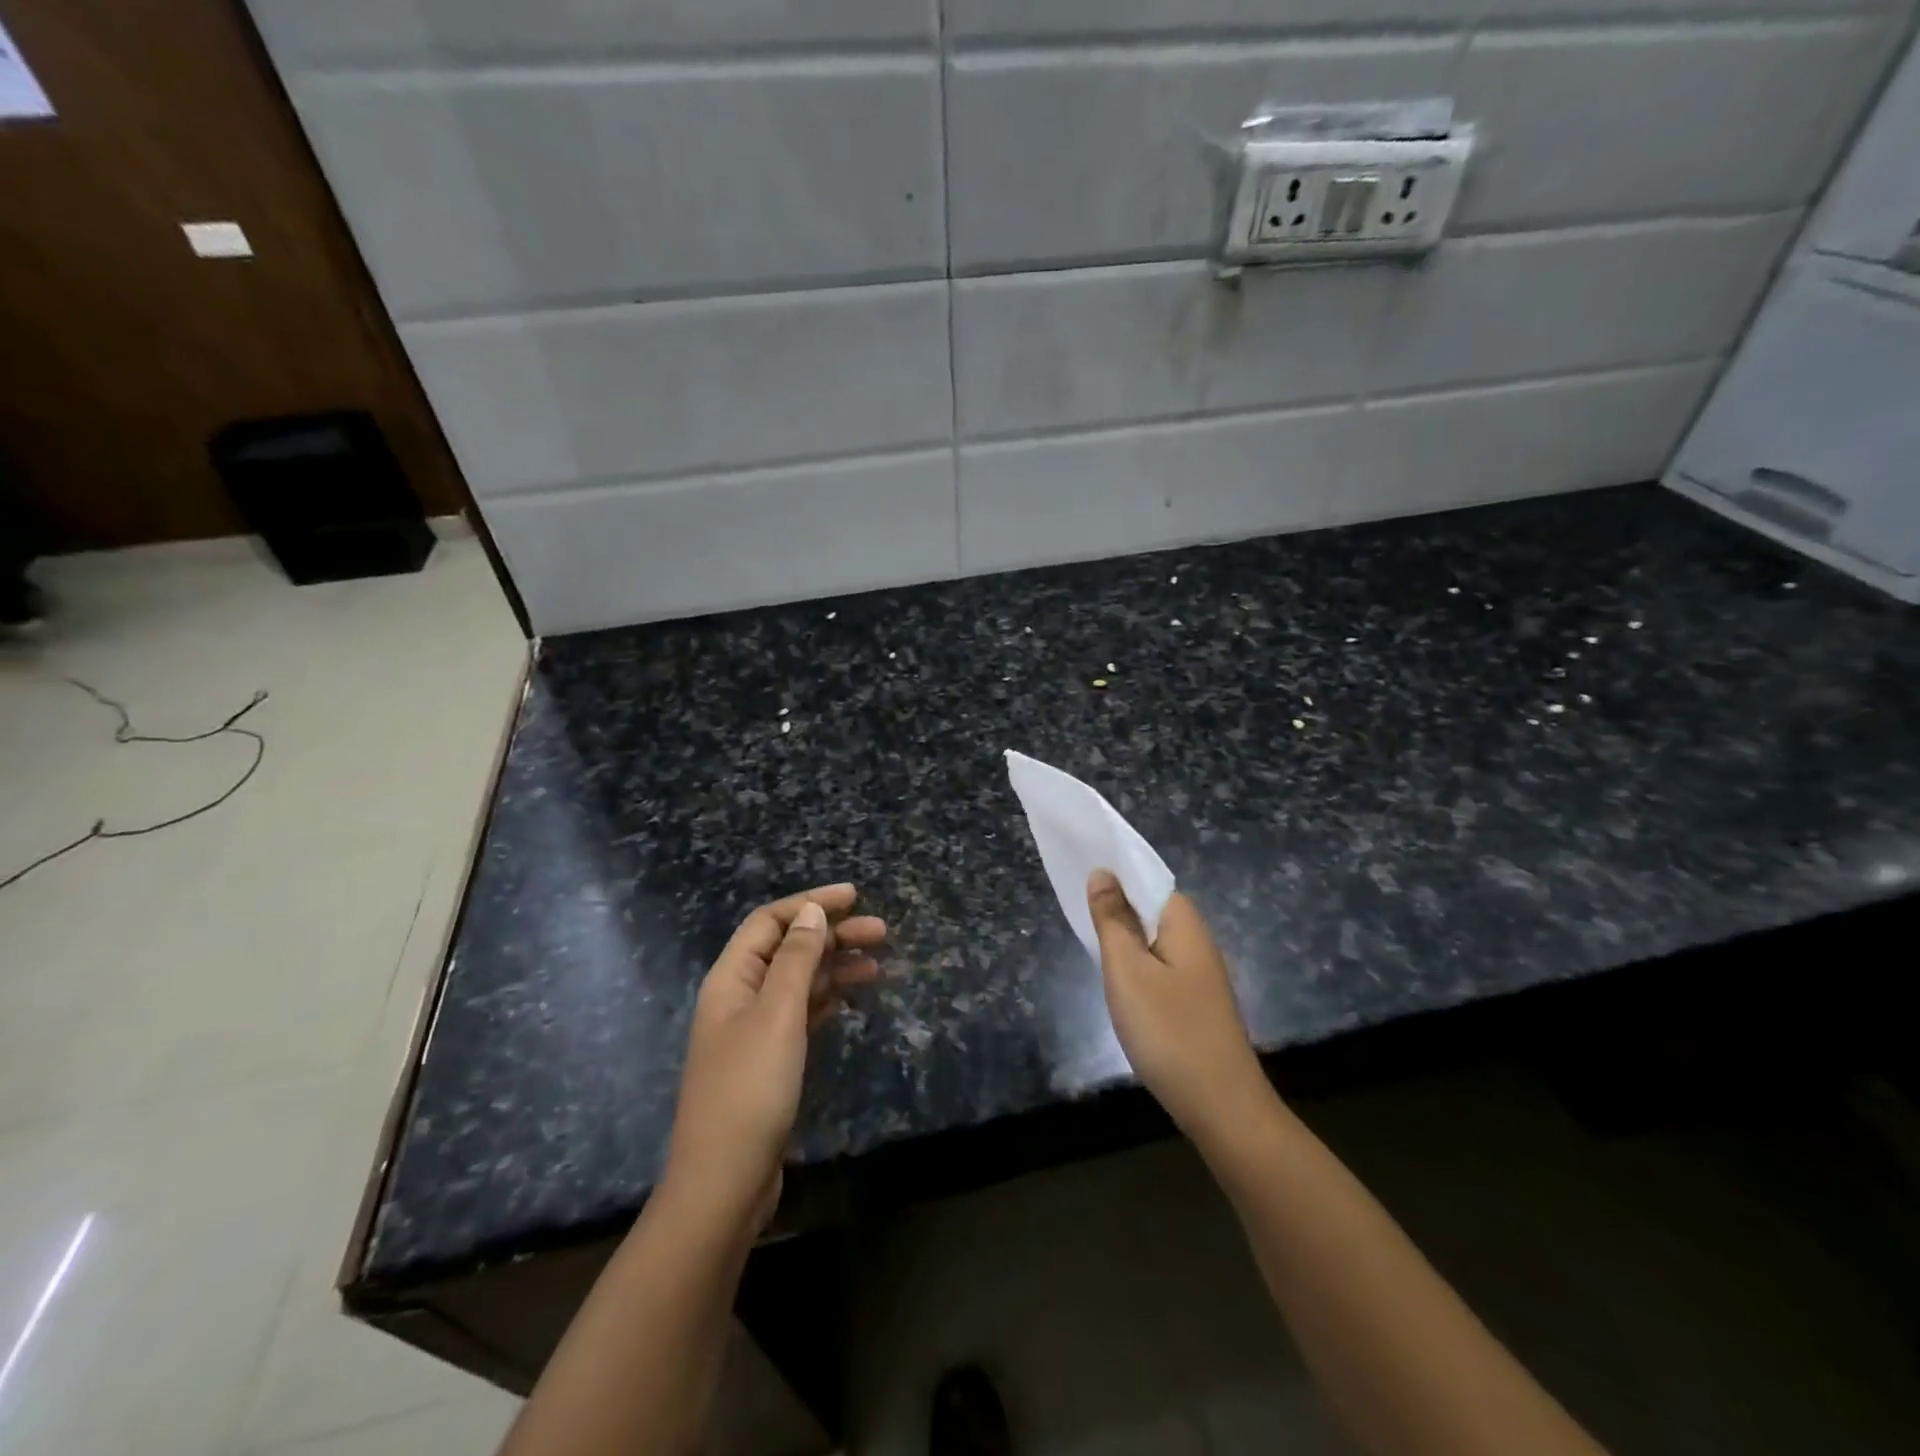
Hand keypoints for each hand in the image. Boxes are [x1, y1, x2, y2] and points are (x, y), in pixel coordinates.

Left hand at [663, 884, 885, 1232]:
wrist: (725, 1182)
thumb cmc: (751, 1089)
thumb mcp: (778, 1014)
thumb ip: (795, 958)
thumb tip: (812, 911)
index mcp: (731, 978)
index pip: (770, 921)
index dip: (810, 902)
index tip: (855, 896)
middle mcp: (739, 997)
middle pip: (787, 948)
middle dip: (832, 934)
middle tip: (881, 931)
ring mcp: (753, 1030)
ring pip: (798, 981)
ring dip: (835, 966)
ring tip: (878, 963)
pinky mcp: (769, 1060)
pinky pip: (801, 1012)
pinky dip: (827, 998)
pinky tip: (852, 995)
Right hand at [1086, 870, 1270, 1143]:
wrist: (1222, 1106)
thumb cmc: (1169, 1031)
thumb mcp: (1128, 971)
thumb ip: (1112, 920)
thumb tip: (1103, 873)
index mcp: (1184, 923)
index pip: (1147, 878)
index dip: (1115, 872)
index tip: (1078, 868)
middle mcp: (1197, 940)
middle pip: (1150, 907)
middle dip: (1116, 903)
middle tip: (1074, 904)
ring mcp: (1199, 974)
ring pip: (1153, 939)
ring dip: (1124, 934)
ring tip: (1088, 935)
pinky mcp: (1195, 1001)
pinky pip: (1159, 965)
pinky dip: (1135, 962)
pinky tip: (1118, 977)